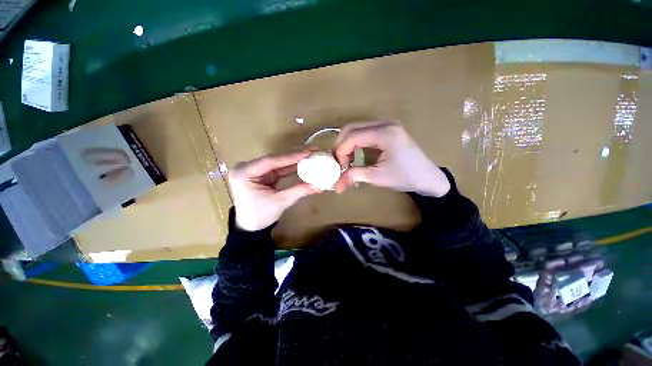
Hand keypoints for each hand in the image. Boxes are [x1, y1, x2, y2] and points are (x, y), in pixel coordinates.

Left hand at [229, 150, 317, 230]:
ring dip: (294, 161)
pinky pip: (278, 169)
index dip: (291, 156)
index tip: (308, 152)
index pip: (271, 161)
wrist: (249, 227)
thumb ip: (299, 191)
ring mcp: (254, 170)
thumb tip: (318, 186)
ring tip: (310, 155)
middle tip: (312, 151)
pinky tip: (302, 163)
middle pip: (275, 160)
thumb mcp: (280, 202)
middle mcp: (247, 167)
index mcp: (244, 173)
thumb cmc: (259, 216)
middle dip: (294, 156)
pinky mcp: (262, 175)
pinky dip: (290, 168)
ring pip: (278, 163)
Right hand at [334, 122, 449, 196]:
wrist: (428, 178)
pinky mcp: (387, 130)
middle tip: (339, 162)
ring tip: (347, 161)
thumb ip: (354, 176)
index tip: (339, 167)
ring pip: (357, 129)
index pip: (352, 136)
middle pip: (352, 127)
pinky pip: (365, 132)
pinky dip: (356, 143)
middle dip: (341, 145)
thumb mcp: (377, 177)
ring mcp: (387, 125)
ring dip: (348, 144)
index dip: (341, 151)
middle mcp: (385, 124)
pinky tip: (356, 156)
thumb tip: (336, 186)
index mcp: (385, 133)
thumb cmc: (405, 177)